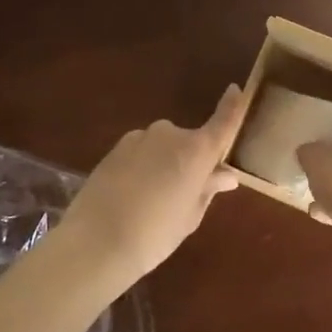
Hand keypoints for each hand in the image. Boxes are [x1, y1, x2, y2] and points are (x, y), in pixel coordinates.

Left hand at [62, 85, 245, 284]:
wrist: (95, 242)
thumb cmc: (155, 234)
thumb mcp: (190, 215)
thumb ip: (208, 188)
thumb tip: (226, 175)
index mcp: (196, 150)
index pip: (223, 121)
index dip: (231, 105)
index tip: (236, 89)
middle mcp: (170, 134)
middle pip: (189, 142)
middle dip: (190, 160)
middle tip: (184, 192)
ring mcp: (139, 137)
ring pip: (162, 147)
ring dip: (163, 163)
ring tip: (152, 200)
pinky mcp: (115, 148)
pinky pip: (140, 153)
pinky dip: (142, 166)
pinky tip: (131, 195)